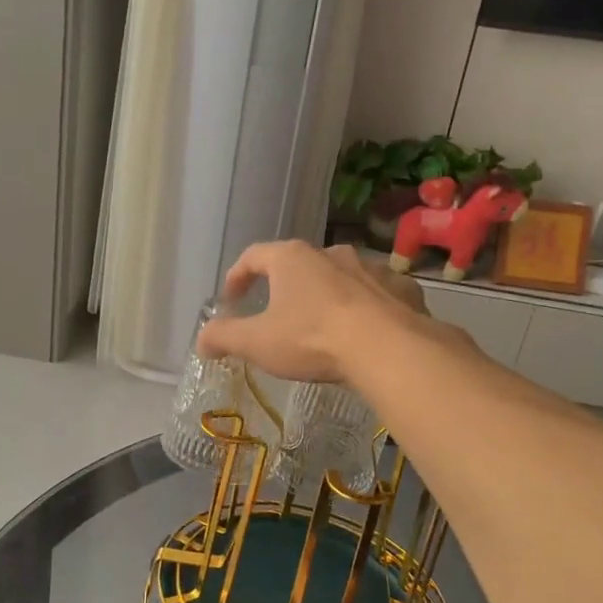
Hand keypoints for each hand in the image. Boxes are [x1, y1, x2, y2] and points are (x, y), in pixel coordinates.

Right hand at [195, 242, 428, 383]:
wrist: (387, 348)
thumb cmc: (312, 339)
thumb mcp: (256, 343)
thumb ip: (223, 337)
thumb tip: (201, 339)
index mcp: (291, 259)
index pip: (253, 256)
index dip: (237, 276)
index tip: (231, 298)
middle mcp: (331, 253)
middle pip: (299, 265)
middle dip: (285, 288)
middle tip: (277, 315)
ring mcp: (371, 268)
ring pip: (340, 278)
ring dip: (327, 296)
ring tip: (322, 326)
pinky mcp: (401, 288)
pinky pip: (377, 294)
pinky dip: (365, 308)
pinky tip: (364, 333)